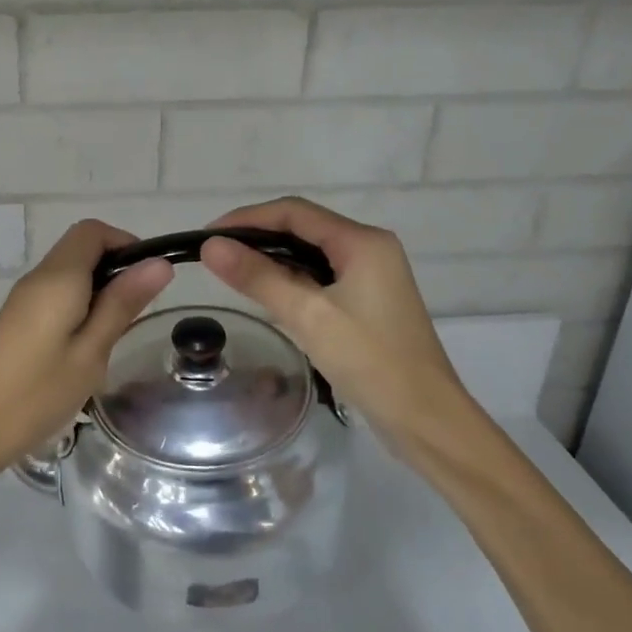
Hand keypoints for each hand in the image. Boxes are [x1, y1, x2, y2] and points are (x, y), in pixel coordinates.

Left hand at [0, 221, 172, 499]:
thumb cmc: (36, 394)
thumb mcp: (91, 352)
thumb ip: (122, 304)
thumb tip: (158, 263)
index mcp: (57, 278)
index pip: (92, 231)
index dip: (125, 243)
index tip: (148, 281)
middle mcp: (37, 278)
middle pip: (80, 248)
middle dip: (115, 269)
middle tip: (135, 315)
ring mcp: (22, 300)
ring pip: (68, 274)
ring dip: (97, 291)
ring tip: (112, 337)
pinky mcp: (15, 321)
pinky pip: (54, 296)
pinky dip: (78, 307)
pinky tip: (84, 349)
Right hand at [200, 198, 473, 460]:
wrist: (425, 419)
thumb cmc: (370, 361)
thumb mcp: (308, 316)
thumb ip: (258, 277)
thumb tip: (210, 247)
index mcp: (362, 242)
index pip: (294, 212)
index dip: (247, 219)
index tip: (207, 236)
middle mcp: (369, 249)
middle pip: (302, 228)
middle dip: (256, 237)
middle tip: (214, 255)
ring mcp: (370, 276)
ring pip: (310, 254)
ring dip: (271, 259)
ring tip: (230, 272)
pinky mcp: (366, 301)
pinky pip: (319, 277)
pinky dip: (289, 280)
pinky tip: (265, 294)